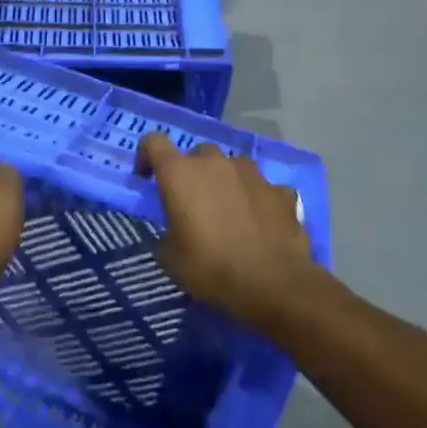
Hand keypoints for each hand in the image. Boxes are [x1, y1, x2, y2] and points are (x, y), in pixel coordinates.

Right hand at [134, 135, 320, 330]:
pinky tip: (259, 224)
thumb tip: (173, 230)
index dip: (146, 156)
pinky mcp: (280, 190)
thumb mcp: (170, 258)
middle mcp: (215, 163)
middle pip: (197, 154)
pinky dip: (256, 200)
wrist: (275, 285)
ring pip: (232, 166)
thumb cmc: (211, 268)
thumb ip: (166, 232)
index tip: (147, 179)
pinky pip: (261, 188)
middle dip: (192, 173)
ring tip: (229, 212)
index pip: (153, 142)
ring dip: (225, 182)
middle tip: (193, 203)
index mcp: (180, 174)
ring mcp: (252, 173)